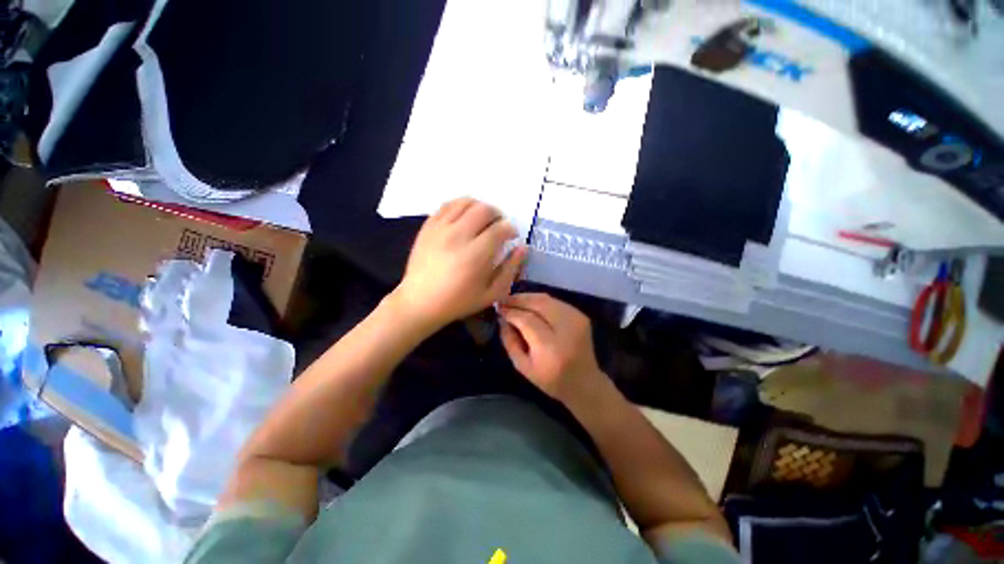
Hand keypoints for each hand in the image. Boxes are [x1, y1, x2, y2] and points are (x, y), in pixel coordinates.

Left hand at [391, 198, 526, 331]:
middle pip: (484, 209)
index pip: (500, 228)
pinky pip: (447, 205)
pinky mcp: (428, 226)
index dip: (510, 229)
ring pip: (466, 202)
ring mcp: (440, 228)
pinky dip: (460, 206)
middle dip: (497, 215)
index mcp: (475, 255)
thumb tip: (522, 248)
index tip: (511, 236)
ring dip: (480, 207)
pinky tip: (464, 218)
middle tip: (498, 227)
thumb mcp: (491, 294)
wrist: (420, 302)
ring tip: (483, 220)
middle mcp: (458, 236)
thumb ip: (510, 269)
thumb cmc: (458, 302)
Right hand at [497, 293, 605, 403]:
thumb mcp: (523, 367)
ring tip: (514, 300)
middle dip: (518, 299)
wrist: (585, 383)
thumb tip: (502, 318)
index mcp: (550, 347)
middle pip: (538, 303)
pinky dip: (540, 301)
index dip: (511, 312)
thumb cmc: (551, 380)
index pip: (527, 320)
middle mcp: (566, 329)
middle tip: (503, 300)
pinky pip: (555, 301)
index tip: (498, 309)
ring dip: (528, 297)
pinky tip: (530, 305)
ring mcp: (576, 319)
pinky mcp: (581, 315)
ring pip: (547, 299)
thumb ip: (510, 341)